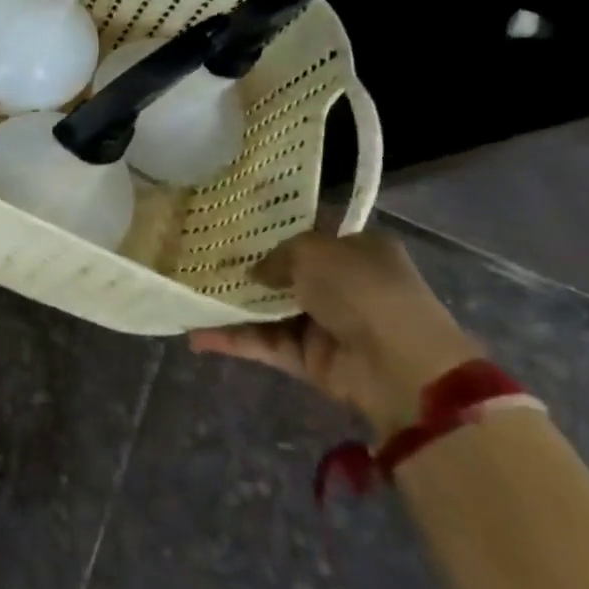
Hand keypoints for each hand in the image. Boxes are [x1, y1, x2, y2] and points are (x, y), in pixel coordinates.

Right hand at [189, 230, 478, 433]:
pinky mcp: (310, 359)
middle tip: (198, 255)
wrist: (400, 368)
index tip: (231, 219)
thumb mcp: (312, 249)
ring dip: (233, 304)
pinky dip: (234, 339)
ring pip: (269, 309)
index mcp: (356, 247)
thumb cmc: (362, 290)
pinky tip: (196, 333)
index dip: (272, 224)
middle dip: (245, 266)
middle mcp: (343, 283)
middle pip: (284, 270)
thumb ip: (276, 254)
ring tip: (187, 293)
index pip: (309, 229)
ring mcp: (326, 323)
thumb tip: (254, 272)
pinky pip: (266, 343)